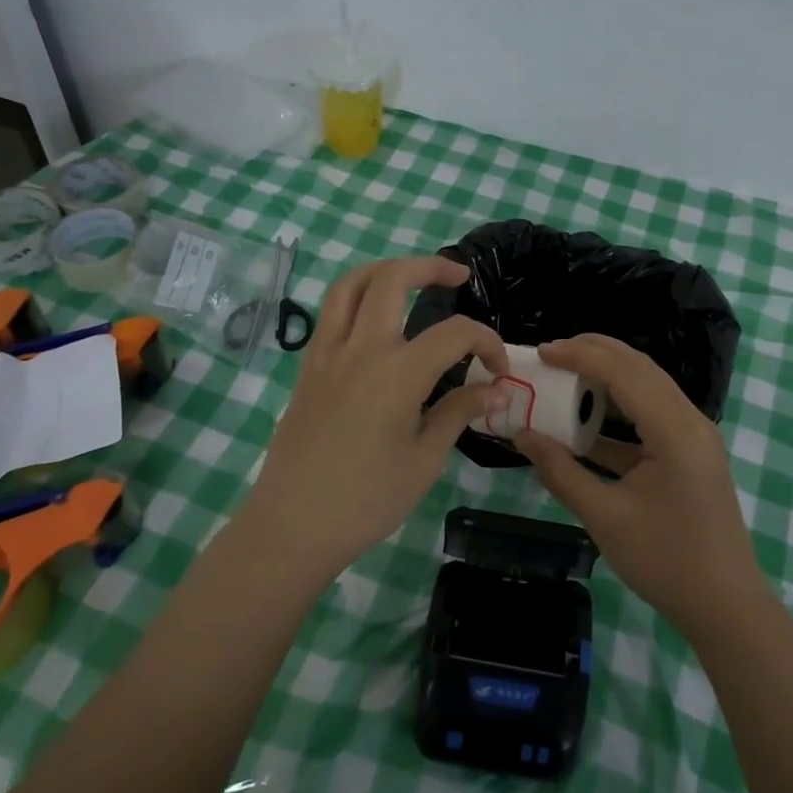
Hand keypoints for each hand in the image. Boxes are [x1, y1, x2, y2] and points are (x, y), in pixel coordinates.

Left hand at [237, 256, 508, 586]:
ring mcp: (327, 353)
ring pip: (351, 284)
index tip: (498, 371)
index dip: (486, 342)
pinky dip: (356, 297)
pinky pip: (330, 312)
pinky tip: (375, 318)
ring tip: (411, 277)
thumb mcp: (425, 460)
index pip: (454, 333)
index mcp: (397, 373)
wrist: (293, 525)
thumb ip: (459, 412)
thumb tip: (497, 390)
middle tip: (459, 276)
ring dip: (385, 270)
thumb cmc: (367, 500)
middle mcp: (361, 349)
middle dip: (431, 267)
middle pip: (392, 279)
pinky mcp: (309, 366)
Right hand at [513, 335, 764, 637]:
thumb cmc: (665, 562)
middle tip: (551, 353)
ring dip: (608, 377)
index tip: (541, 352)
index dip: (580, 356)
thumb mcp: (604, 517)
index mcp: (674, 430)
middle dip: (595, 353)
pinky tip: (587, 422)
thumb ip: (560, 471)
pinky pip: (652, 416)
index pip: (623, 372)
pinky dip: (619, 411)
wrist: (726, 608)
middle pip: (640, 368)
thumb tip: (521, 436)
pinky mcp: (690, 454)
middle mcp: (690, 421)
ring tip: (566, 374)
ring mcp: (694, 437)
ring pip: (648, 388)